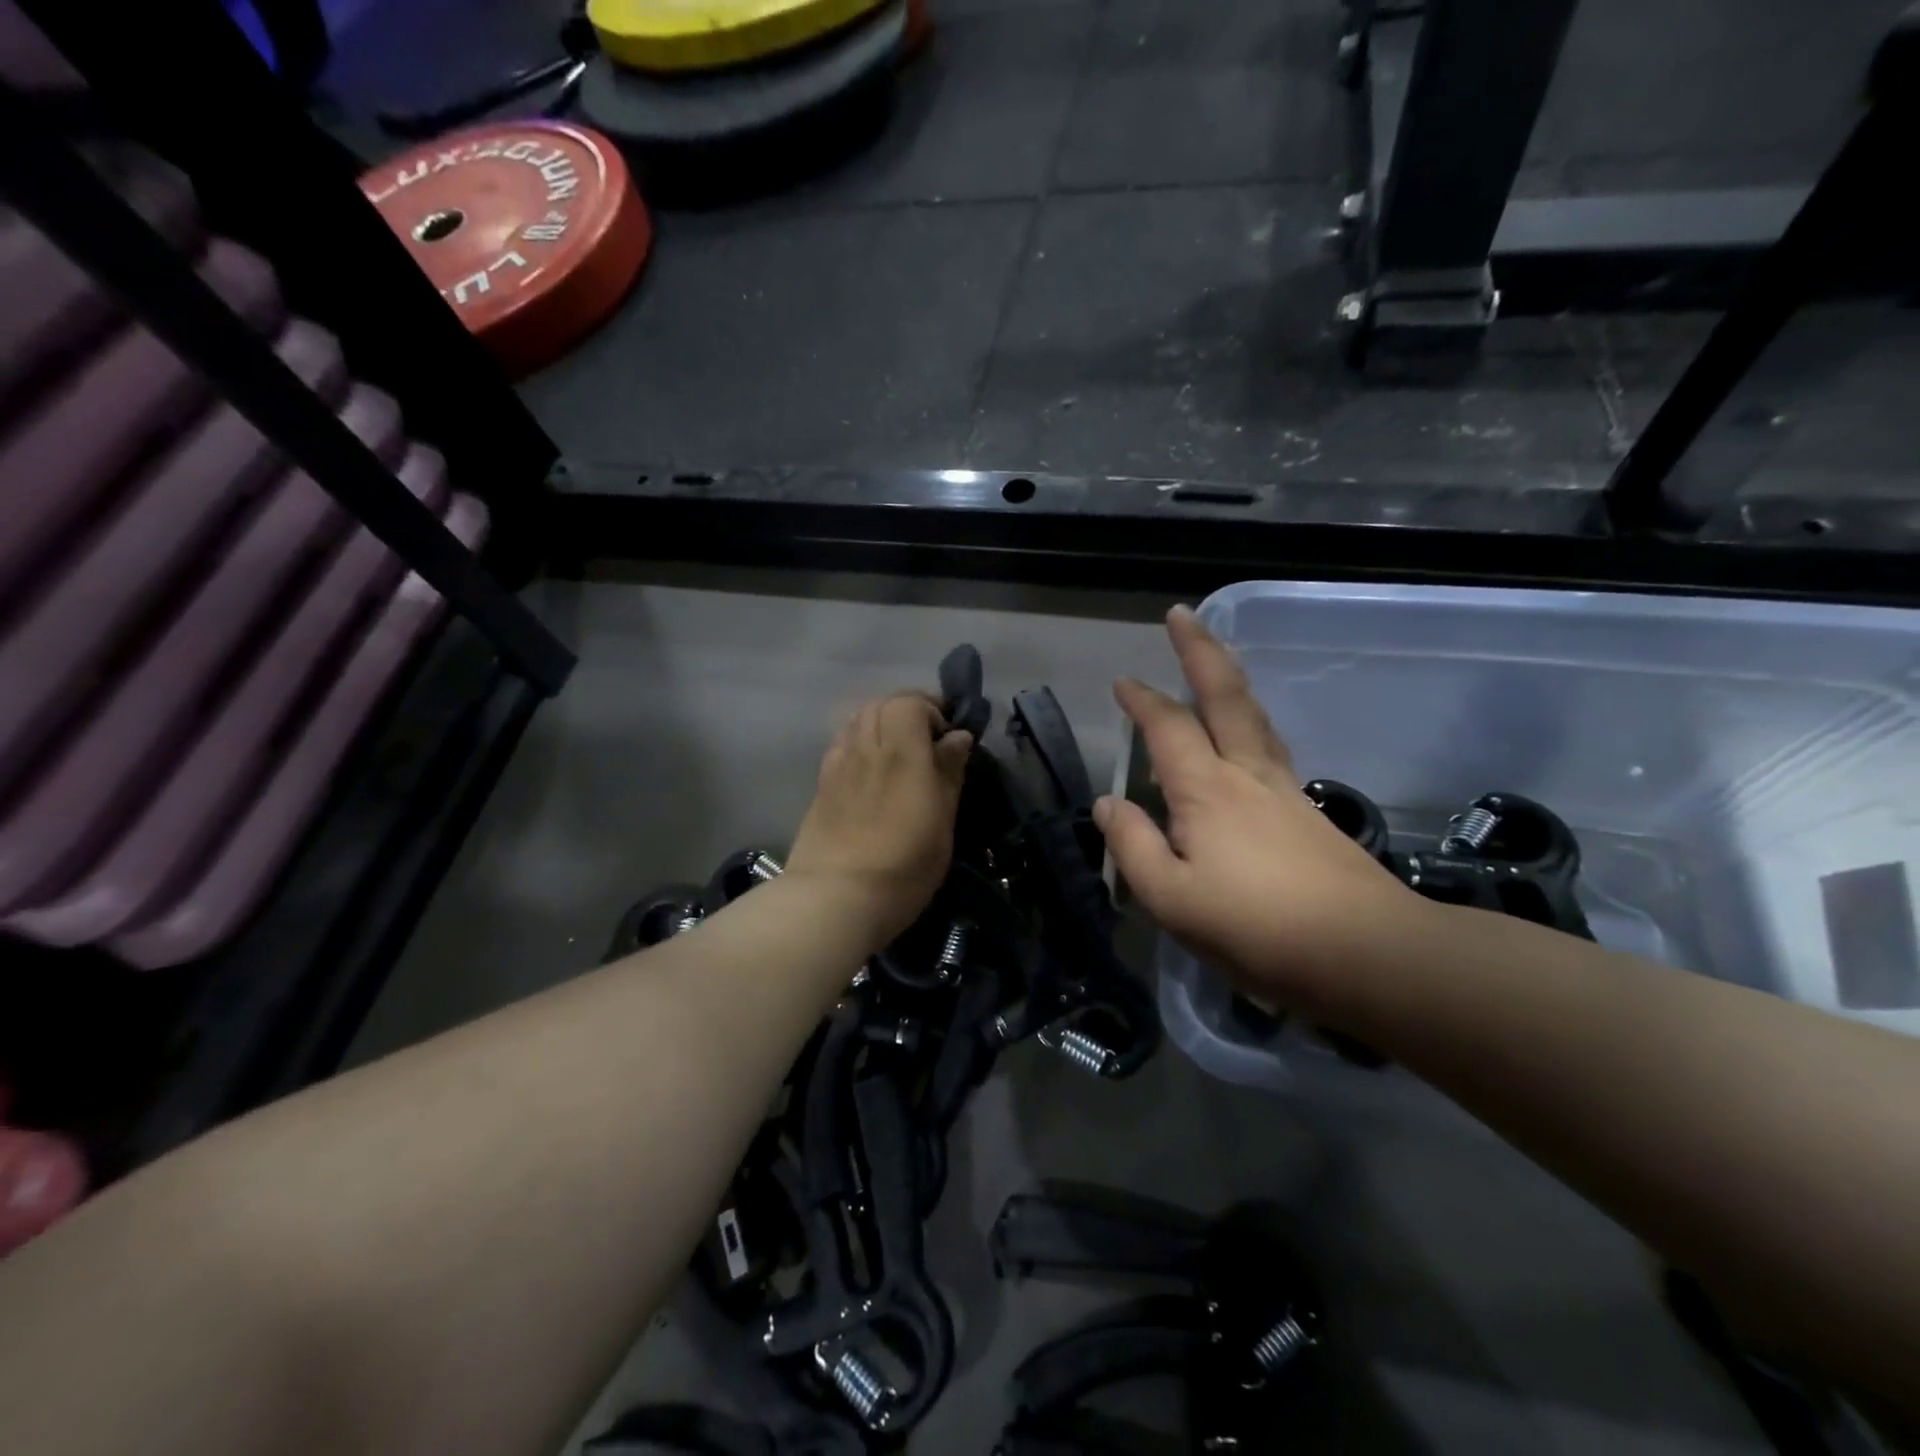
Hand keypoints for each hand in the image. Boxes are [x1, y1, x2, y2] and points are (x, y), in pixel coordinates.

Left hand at [787, 691, 972, 949]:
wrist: (835, 897)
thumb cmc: (904, 865)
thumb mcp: (942, 821)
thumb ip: (949, 771)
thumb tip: (957, 736)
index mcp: (901, 751)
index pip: (909, 701)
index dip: (931, 708)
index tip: (948, 735)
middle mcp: (866, 747)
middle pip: (881, 703)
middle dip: (907, 711)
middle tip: (927, 741)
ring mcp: (838, 764)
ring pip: (857, 720)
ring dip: (881, 724)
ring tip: (899, 754)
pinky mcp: (821, 784)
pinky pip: (842, 744)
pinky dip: (860, 742)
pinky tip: (870, 771)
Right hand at [1096, 607, 1425, 1009]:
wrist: (1366, 952)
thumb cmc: (1256, 928)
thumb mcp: (1171, 899)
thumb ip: (1132, 846)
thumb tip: (1107, 803)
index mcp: (1207, 790)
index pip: (1168, 727)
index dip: (1142, 701)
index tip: (1122, 681)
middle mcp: (1247, 774)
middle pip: (1224, 696)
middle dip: (1199, 651)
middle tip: (1181, 614)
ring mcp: (1284, 790)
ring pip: (1254, 717)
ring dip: (1229, 679)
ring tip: (1215, 660)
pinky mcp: (1307, 812)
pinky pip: (1269, 746)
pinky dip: (1249, 720)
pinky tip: (1246, 736)